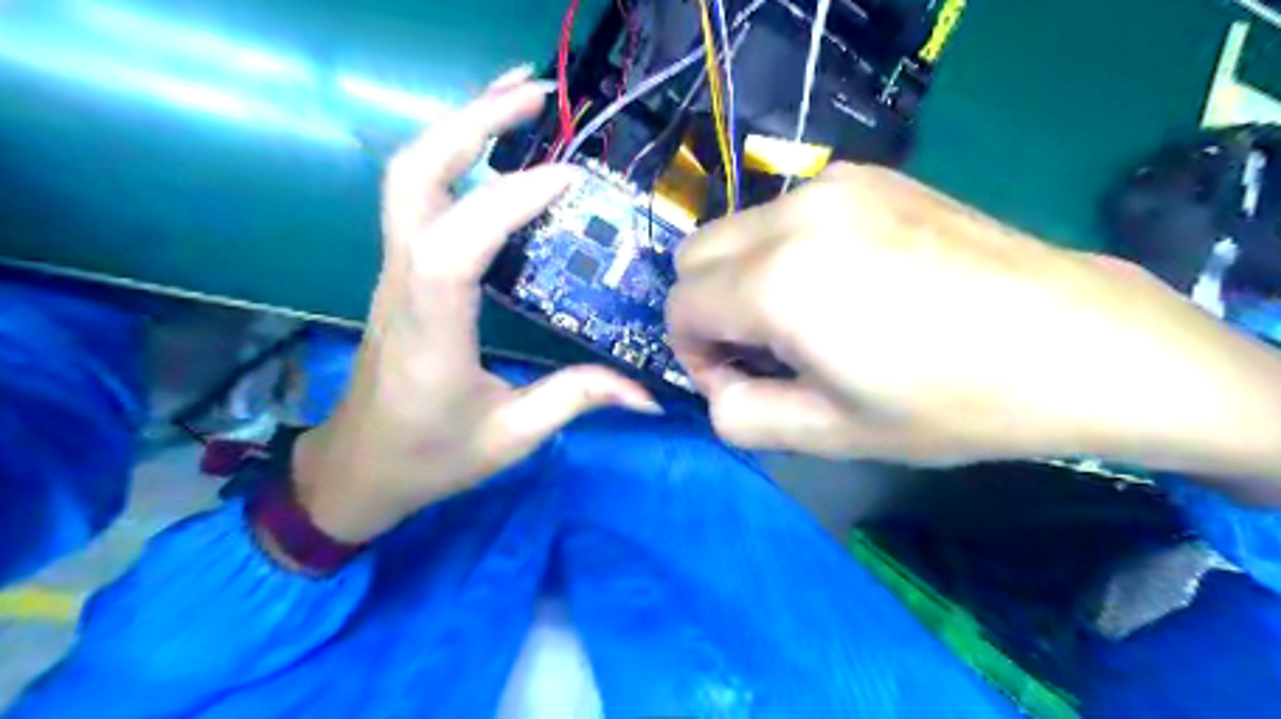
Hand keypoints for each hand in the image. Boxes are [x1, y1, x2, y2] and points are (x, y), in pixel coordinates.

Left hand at [292, 72, 658, 540]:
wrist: (355, 468)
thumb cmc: (429, 458)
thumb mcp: (510, 438)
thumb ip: (577, 400)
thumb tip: (647, 393)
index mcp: (430, 332)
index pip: (456, 246)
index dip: (508, 202)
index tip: (570, 177)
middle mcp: (402, 286)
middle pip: (415, 178)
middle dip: (471, 123)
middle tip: (537, 94)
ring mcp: (393, 272)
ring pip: (409, 176)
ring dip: (460, 127)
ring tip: (519, 100)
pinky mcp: (400, 272)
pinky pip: (419, 197)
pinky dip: (456, 156)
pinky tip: (495, 149)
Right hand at [665, 163, 1279, 486]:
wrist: (1073, 341)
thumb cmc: (950, 402)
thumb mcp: (829, 435)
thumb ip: (740, 416)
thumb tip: (717, 386)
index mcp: (779, 283)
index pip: (680, 307)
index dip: (695, 354)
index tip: (741, 383)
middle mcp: (795, 215)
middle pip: (694, 256)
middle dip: (710, 310)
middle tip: (767, 352)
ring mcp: (835, 185)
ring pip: (737, 230)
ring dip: (745, 279)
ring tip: (809, 319)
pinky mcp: (870, 176)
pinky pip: (786, 213)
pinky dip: (784, 251)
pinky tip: (847, 282)